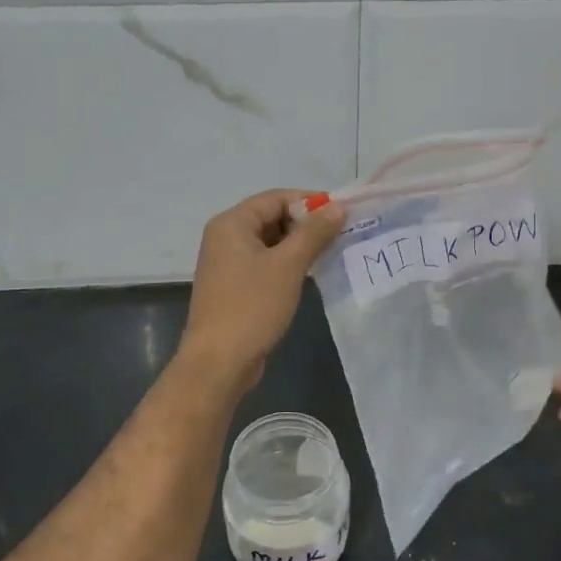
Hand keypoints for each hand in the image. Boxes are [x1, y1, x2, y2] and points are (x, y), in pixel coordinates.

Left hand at [179, 189, 344, 394]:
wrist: (219, 362)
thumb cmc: (252, 307)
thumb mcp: (288, 266)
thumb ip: (314, 233)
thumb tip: (338, 207)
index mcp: (231, 224)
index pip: (275, 198)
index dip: (309, 201)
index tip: (341, 212)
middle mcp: (224, 238)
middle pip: (271, 217)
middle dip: (305, 224)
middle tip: (339, 235)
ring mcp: (227, 264)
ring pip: (269, 243)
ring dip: (298, 245)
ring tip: (330, 253)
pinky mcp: (233, 287)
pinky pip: (264, 264)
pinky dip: (286, 264)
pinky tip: (308, 275)